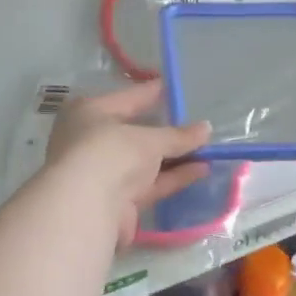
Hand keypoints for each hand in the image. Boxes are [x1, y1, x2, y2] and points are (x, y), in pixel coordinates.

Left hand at [46, 81, 210, 249]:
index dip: (151, 93)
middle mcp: (92, 141)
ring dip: (175, 157)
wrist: (87, 207)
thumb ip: (178, 136)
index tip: (172, 88)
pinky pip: (151, 184)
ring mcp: (104, 173)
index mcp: (89, 113)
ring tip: (208, 150)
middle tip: (196, 125)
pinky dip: (173, 177)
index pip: (127, 98)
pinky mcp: (118, 201)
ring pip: (145, 162)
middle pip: (136, 133)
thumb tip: (206, 129)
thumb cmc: (111, 153)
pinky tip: (200, 170)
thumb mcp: (149, 139)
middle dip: (167, 132)